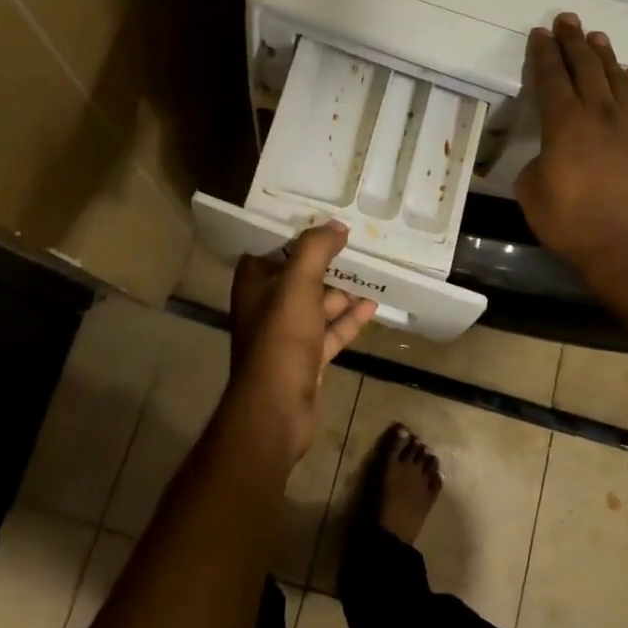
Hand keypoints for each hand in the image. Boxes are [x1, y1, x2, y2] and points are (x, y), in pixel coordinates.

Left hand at [226, 222, 376, 466]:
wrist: (276, 409)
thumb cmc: (281, 338)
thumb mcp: (297, 284)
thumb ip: (316, 250)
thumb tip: (337, 226)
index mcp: (254, 283)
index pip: (274, 247)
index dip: (298, 233)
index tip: (326, 218)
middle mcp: (267, 305)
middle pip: (300, 275)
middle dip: (327, 260)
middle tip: (358, 241)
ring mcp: (287, 334)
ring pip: (318, 303)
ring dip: (343, 290)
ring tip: (373, 271)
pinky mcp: (306, 358)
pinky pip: (330, 331)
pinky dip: (349, 319)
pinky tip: (373, 305)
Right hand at [515, 13, 627, 285]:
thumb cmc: (572, 224)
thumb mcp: (531, 192)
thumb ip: (536, 162)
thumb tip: (550, 154)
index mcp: (564, 123)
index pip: (551, 77)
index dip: (543, 54)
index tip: (539, 34)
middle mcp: (600, 114)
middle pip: (585, 67)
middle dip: (573, 41)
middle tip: (567, 20)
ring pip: (618, 78)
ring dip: (605, 55)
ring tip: (597, 37)